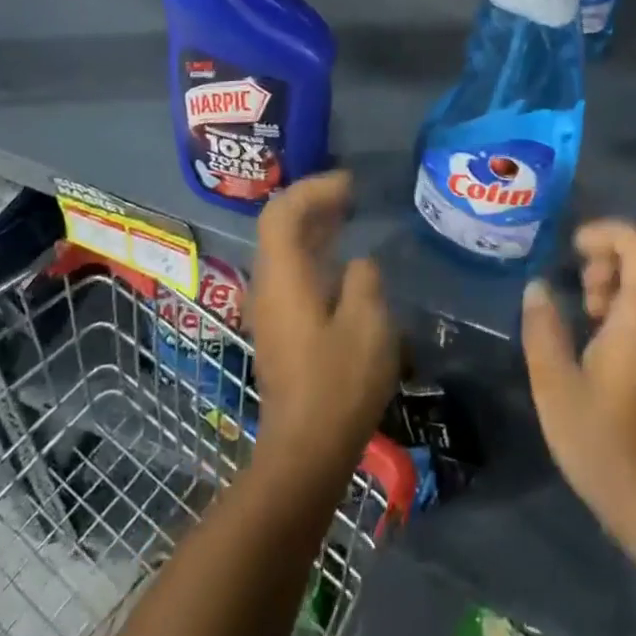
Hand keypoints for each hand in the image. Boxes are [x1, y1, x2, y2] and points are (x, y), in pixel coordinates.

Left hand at [248, 170, 400, 480]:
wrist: (305, 452)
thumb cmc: (338, 383)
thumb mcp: (367, 323)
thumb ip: (363, 280)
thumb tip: (357, 266)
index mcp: (283, 276)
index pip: (282, 212)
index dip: (313, 189)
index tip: (349, 183)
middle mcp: (267, 286)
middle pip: (279, 227)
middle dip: (312, 202)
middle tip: (351, 193)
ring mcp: (269, 309)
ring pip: (284, 250)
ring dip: (313, 227)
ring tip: (349, 216)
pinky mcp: (279, 329)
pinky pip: (291, 272)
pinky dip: (314, 253)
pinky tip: (342, 262)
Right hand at [522, 220, 635, 576]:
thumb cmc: (608, 447)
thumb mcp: (556, 389)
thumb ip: (543, 330)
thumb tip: (538, 288)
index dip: (609, 232)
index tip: (574, 248)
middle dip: (616, 251)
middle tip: (582, 277)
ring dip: (622, 279)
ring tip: (586, 309)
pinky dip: (631, 303)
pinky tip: (600, 336)